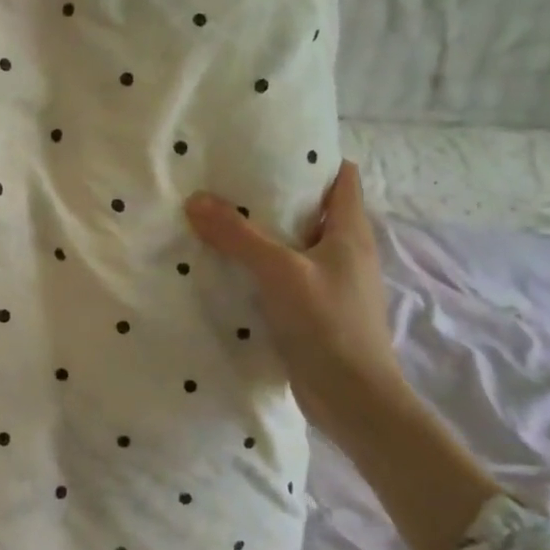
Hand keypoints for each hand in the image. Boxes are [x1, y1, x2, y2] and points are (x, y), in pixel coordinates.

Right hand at [185, 163, 406, 441]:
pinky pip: (285, 278)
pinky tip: (228, 270)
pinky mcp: (314, 312)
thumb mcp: (280, 271)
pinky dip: (260, 270)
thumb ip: (238, 236)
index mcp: (350, 232)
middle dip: (275, 196)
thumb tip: (196, 199)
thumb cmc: (328, 323)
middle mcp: (345, 252)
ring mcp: (331, 284)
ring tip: (220, 221)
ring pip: (296, 246)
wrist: (353, 399)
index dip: (312, 159)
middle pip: (313, 210)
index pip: (342, 177)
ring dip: (264, 236)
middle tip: (229, 184)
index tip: (269, 150)